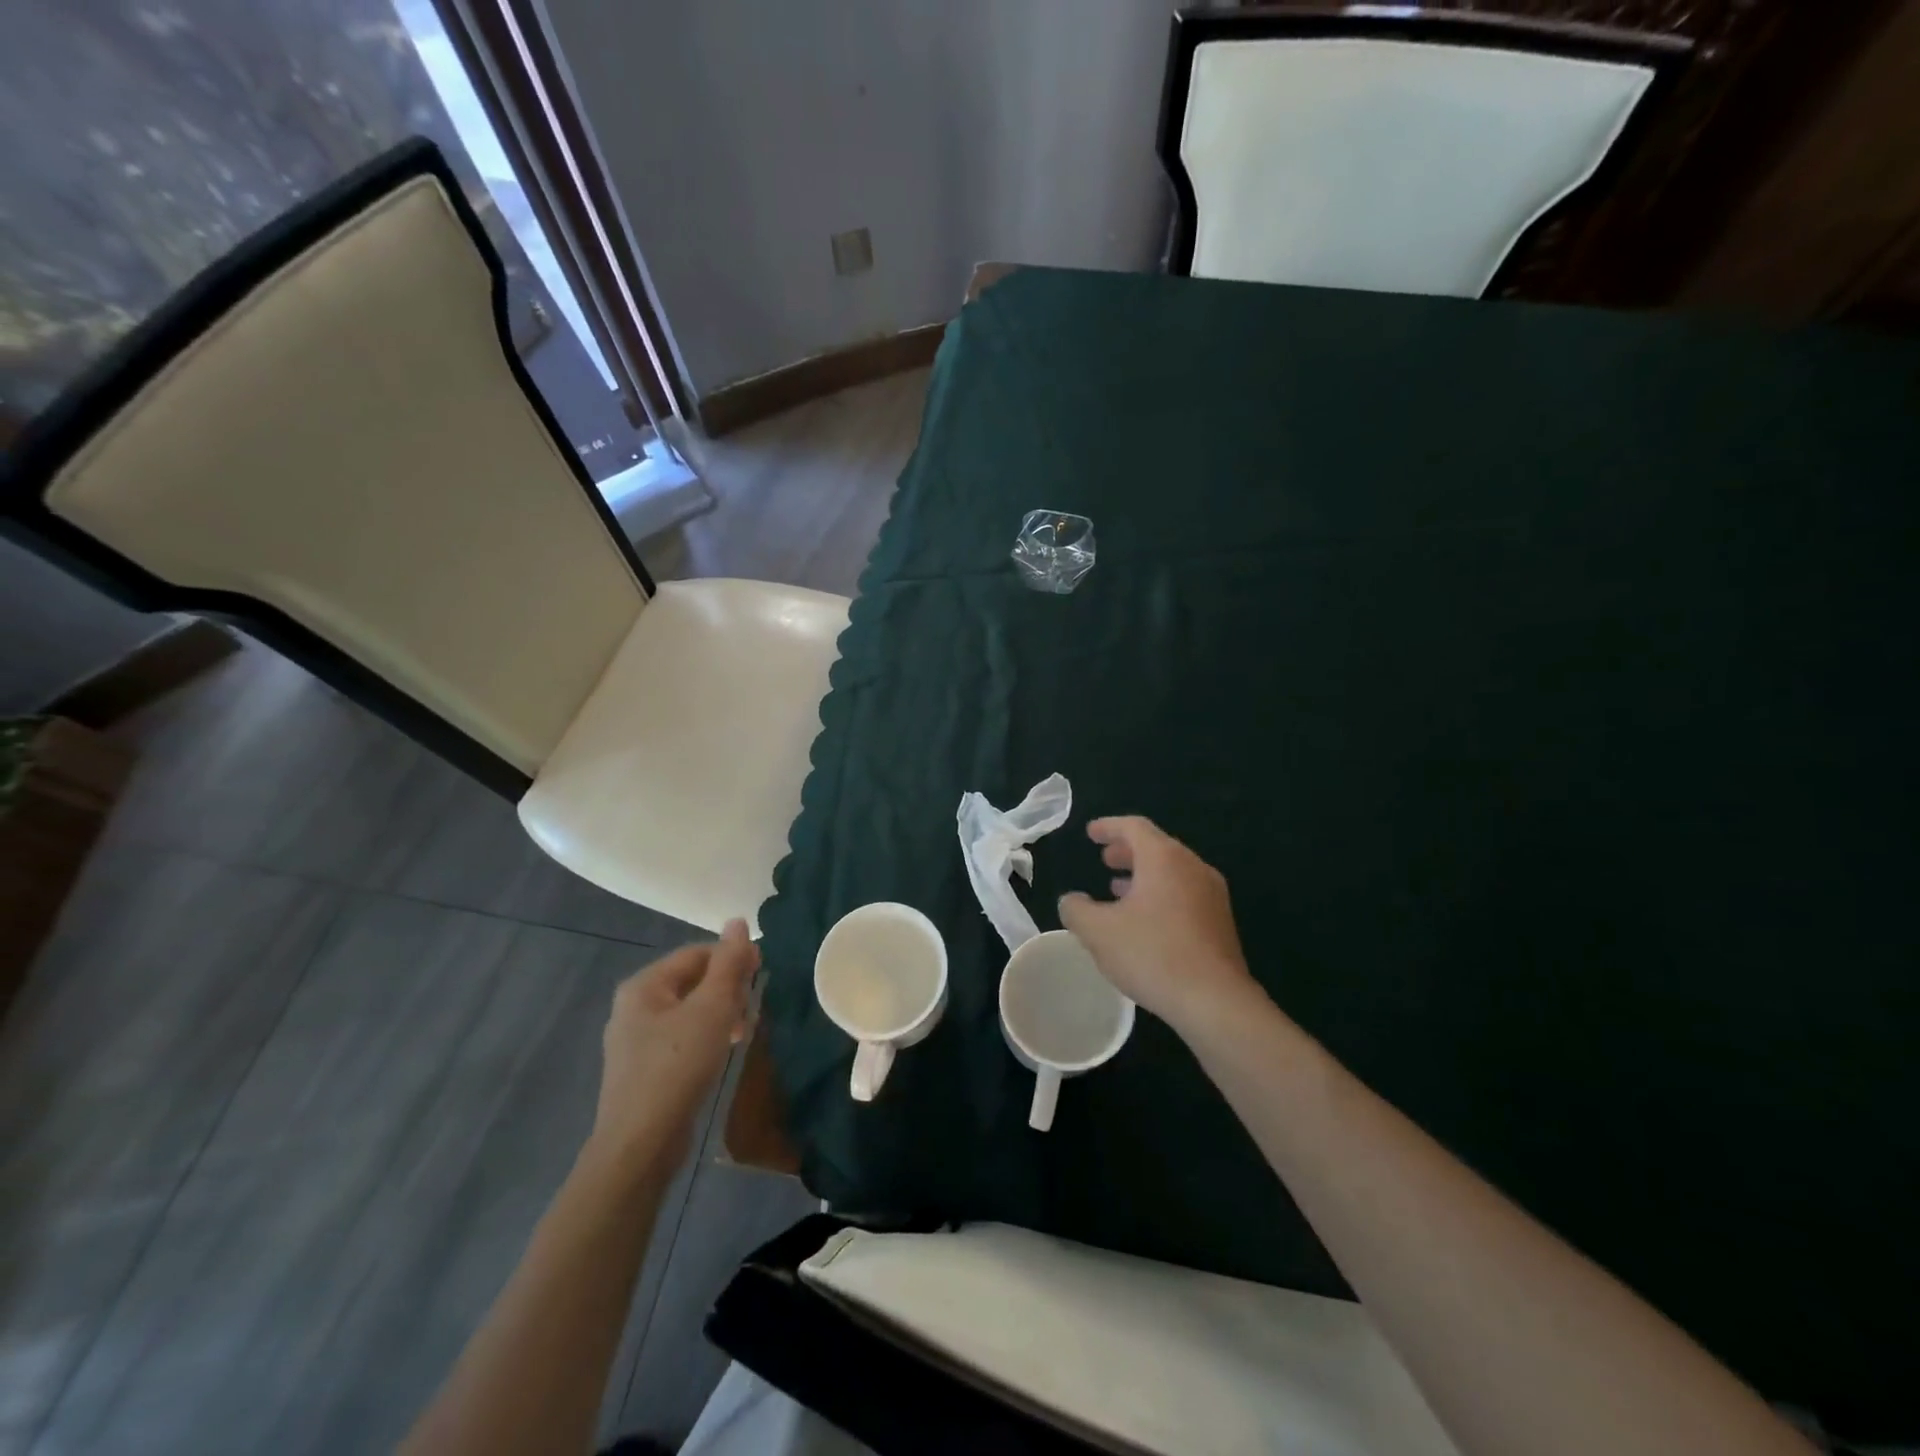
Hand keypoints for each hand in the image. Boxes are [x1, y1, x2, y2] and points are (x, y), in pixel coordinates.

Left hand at [589, 920, 757, 1171]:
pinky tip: (723, 1051)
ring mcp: (635, 1040)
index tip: (763, 972)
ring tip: (744, 1030)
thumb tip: (739, 921)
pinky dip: (706, 1035)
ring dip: (721, 1012)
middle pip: (692, 980)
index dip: (732, 957)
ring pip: (688, 1010)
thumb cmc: (677, 1066)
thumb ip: (729, 964)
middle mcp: (634, 1006)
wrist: (639, 1145)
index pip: (697, 953)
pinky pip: (681, 1037)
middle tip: (755, 1006)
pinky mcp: (643, 1069)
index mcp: (644, 985)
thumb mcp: (712, 1008)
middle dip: (728, 988)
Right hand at [1058, 816, 1260, 1035]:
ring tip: (1118, 890)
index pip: (1134, 827)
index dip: (1108, 827)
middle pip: (1157, 846)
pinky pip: (1185, 893)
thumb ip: (1076, 909)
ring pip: (1172, 871)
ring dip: (1143, 875)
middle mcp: (1192, 867)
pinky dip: (1160, 894)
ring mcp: (1212, 894)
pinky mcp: (1220, 922)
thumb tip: (1071, 900)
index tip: (1090, 833)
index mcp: (1164, 859)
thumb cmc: (1152, 955)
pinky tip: (1145, 921)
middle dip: (1127, 851)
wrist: (1215, 1001)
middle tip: (1104, 859)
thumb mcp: (1098, 932)